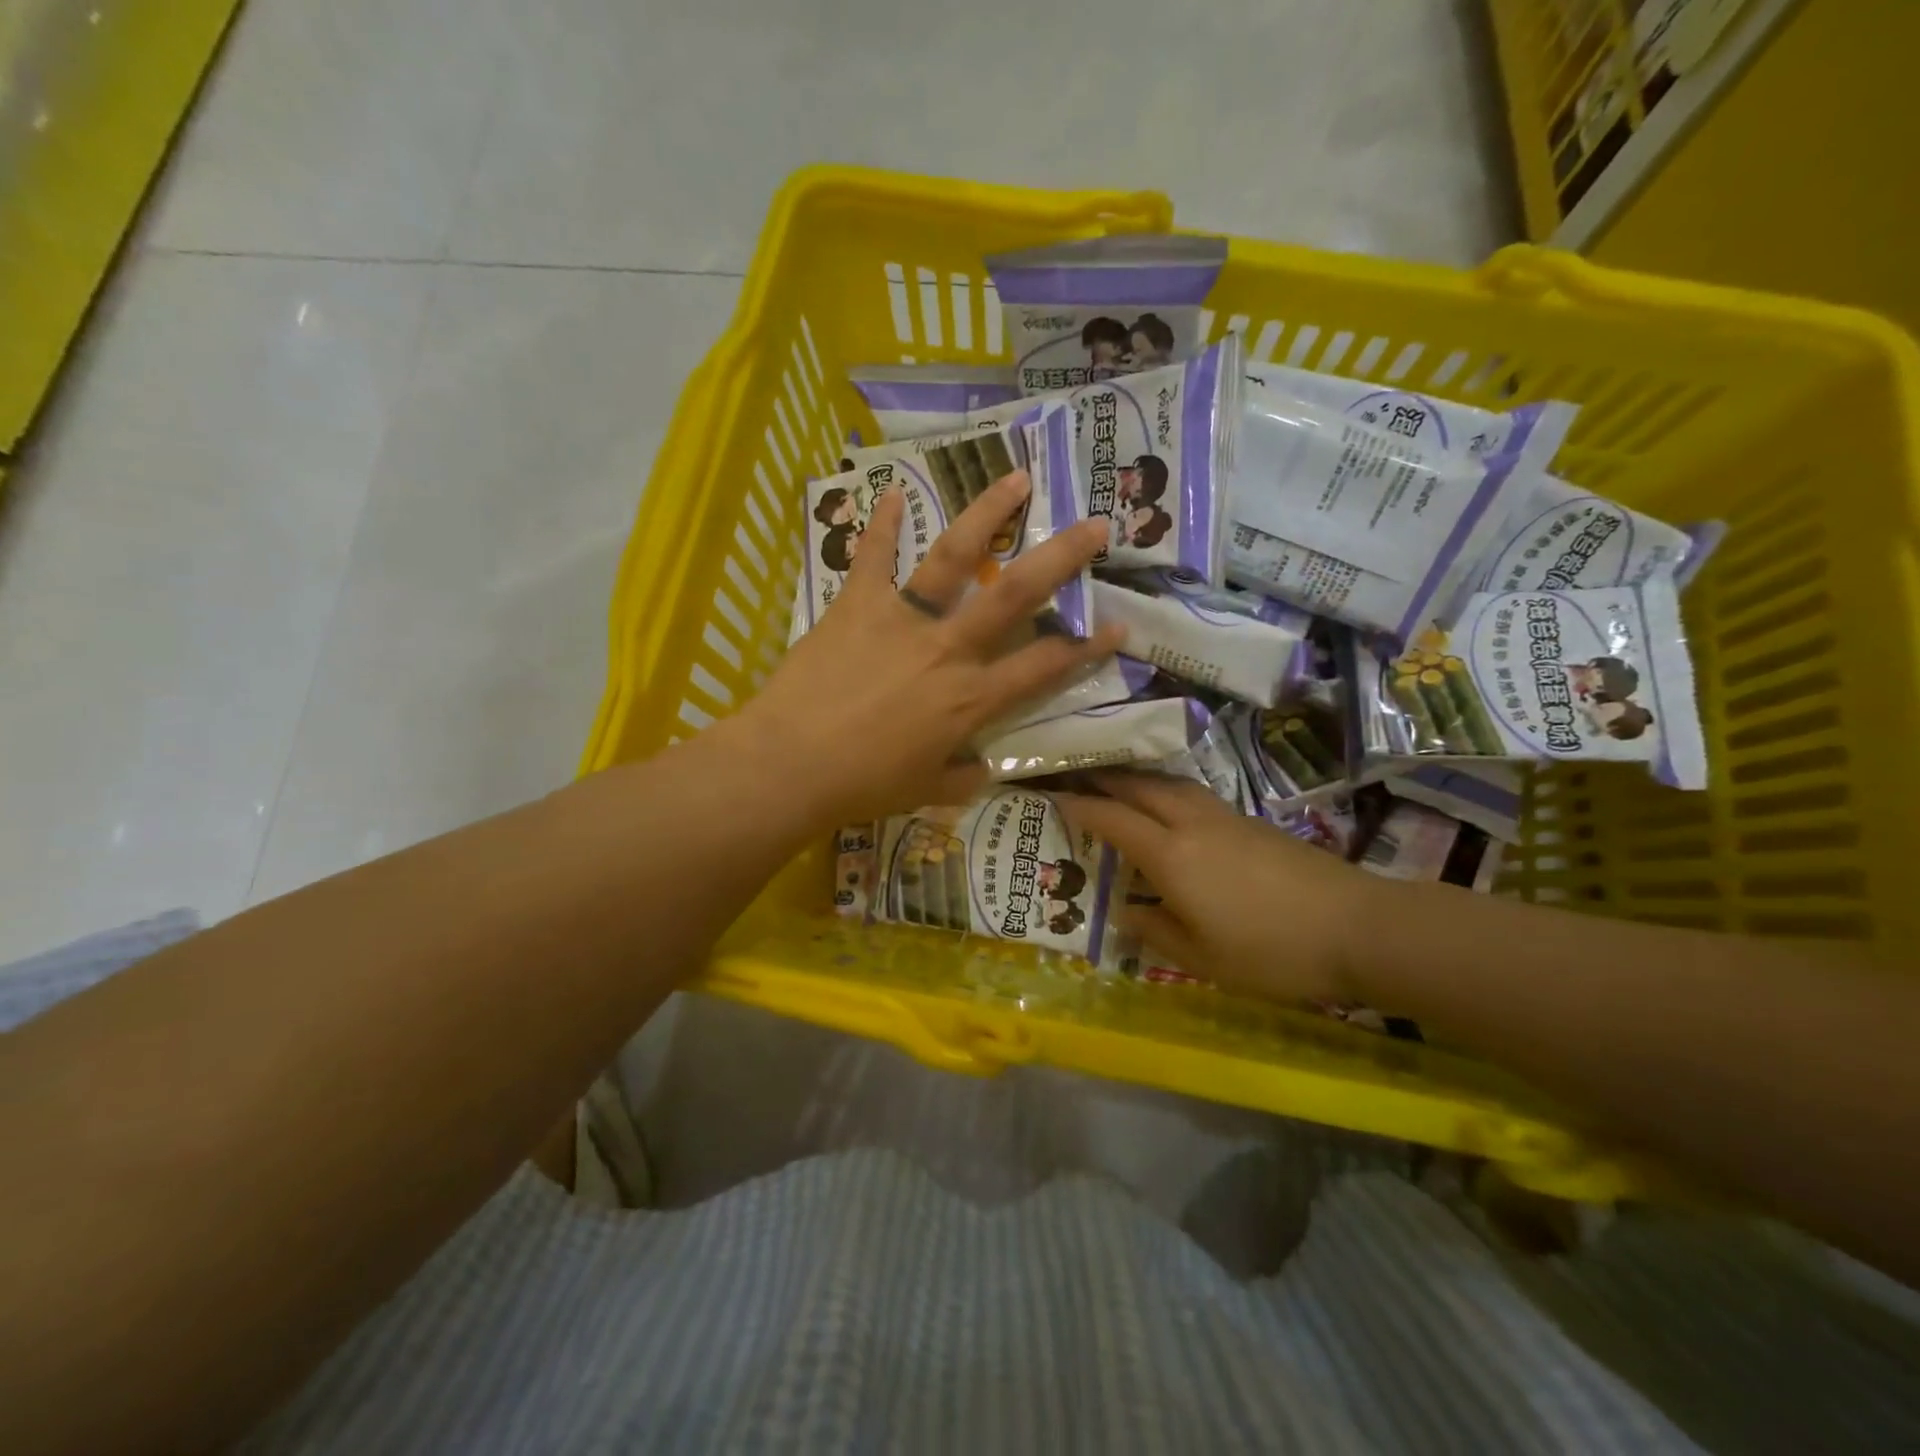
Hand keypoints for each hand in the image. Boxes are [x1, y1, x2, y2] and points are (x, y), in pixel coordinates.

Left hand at [734, 471, 1124, 829]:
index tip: (1118, 625)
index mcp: (971, 699)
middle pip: (1016, 594)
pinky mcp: (858, 605)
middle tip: (1095, 524)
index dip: (1086, 647)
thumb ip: (962, 777)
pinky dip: (881, 524)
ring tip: (1016, 479)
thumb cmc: (862, 785)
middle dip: (1062, 557)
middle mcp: (949, 649)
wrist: (791, 765)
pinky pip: (871, 557)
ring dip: (987, 514)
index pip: (1044, 667)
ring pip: (955, 558)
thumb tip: (983, 769)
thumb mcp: (925, 791)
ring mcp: (904, 620)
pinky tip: (892, 493)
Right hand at [1059, 772, 1379, 1003]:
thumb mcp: (1202, 958)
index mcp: (1171, 855)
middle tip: (1079, 776)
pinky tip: (1172, 809)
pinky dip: (1168, 792)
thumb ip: (1156, 930)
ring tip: (1120, 785)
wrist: (1358, 927)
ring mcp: (1226, 818)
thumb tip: (1125, 912)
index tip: (1053, 797)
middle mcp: (1192, 824)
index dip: (1080, 806)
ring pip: (1171, 785)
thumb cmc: (1271, 951)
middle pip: (1140, 788)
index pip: (1112, 819)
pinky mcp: (1253, 823)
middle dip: (1105, 778)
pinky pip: (1195, 795)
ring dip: (1139, 780)